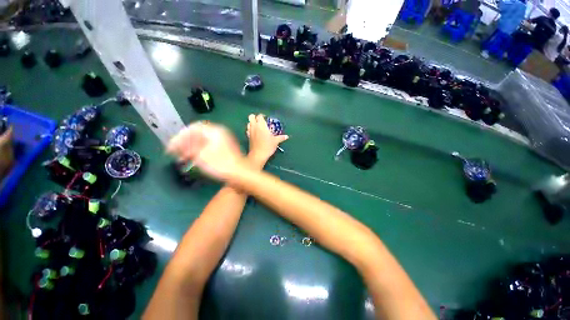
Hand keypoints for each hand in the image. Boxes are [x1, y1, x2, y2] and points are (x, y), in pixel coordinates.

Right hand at [167, 122, 246, 180]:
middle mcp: (220, 134)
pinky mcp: (225, 150)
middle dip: (185, 143)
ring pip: (203, 142)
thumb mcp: (201, 155)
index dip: (181, 136)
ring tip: (181, 158)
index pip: (193, 128)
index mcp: (215, 131)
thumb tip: (179, 143)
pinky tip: (192, 160)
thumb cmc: (220, 164)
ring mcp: (223, 142)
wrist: (240, 173)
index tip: (172, 145)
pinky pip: (209, 147)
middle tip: (174, 152)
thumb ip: (188, 146)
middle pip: (198, 135)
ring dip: (191, 148)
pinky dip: (200, 152)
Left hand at [246, 114, 288, 165]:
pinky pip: (248, 130)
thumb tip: (287, 136)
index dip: (263, 116)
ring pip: (248, 123)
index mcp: (261, 125)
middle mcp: (254, 126)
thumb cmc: (267, 146)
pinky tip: (255, 133)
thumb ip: (281, 137)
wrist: (258, 155)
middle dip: (255, 117)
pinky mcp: (248, 137)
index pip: (260, 116)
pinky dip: (250, 129)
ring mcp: (250, 131)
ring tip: (258, 127)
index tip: (267, 119)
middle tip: (261, 121)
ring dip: (252, 123)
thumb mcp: (276, 141)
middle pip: (251, 117)